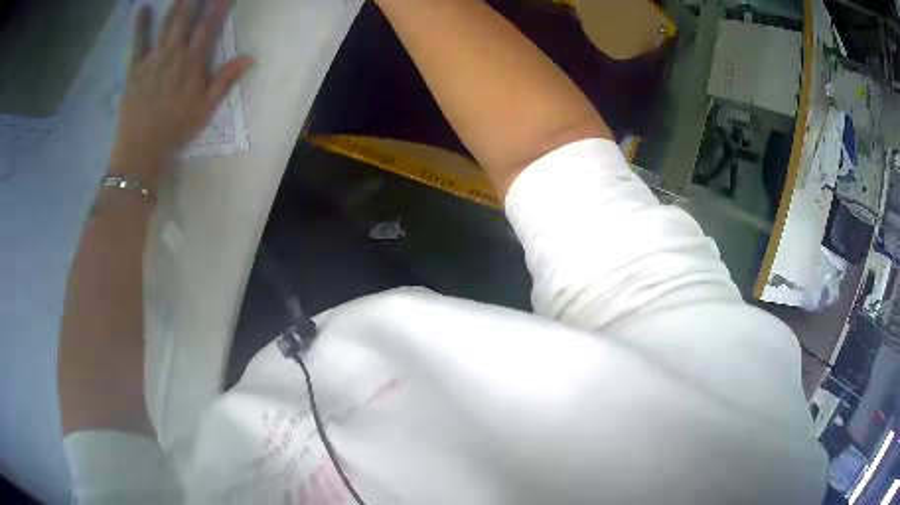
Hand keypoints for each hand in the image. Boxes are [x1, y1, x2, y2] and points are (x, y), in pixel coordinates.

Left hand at [110, 0, 252, 185]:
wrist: (140, 151)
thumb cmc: (175, 131)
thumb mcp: (205, 109)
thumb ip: (225, 80)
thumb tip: (250, 57)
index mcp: (192, 65)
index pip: (208, 27)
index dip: (218, 7)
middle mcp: (173, 55)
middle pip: (186, 19)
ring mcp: (152, 60)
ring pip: (166, 24)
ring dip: (176, 4)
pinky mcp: (135, 69)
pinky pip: (138, 42)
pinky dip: (140, 24)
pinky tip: (142, 9)